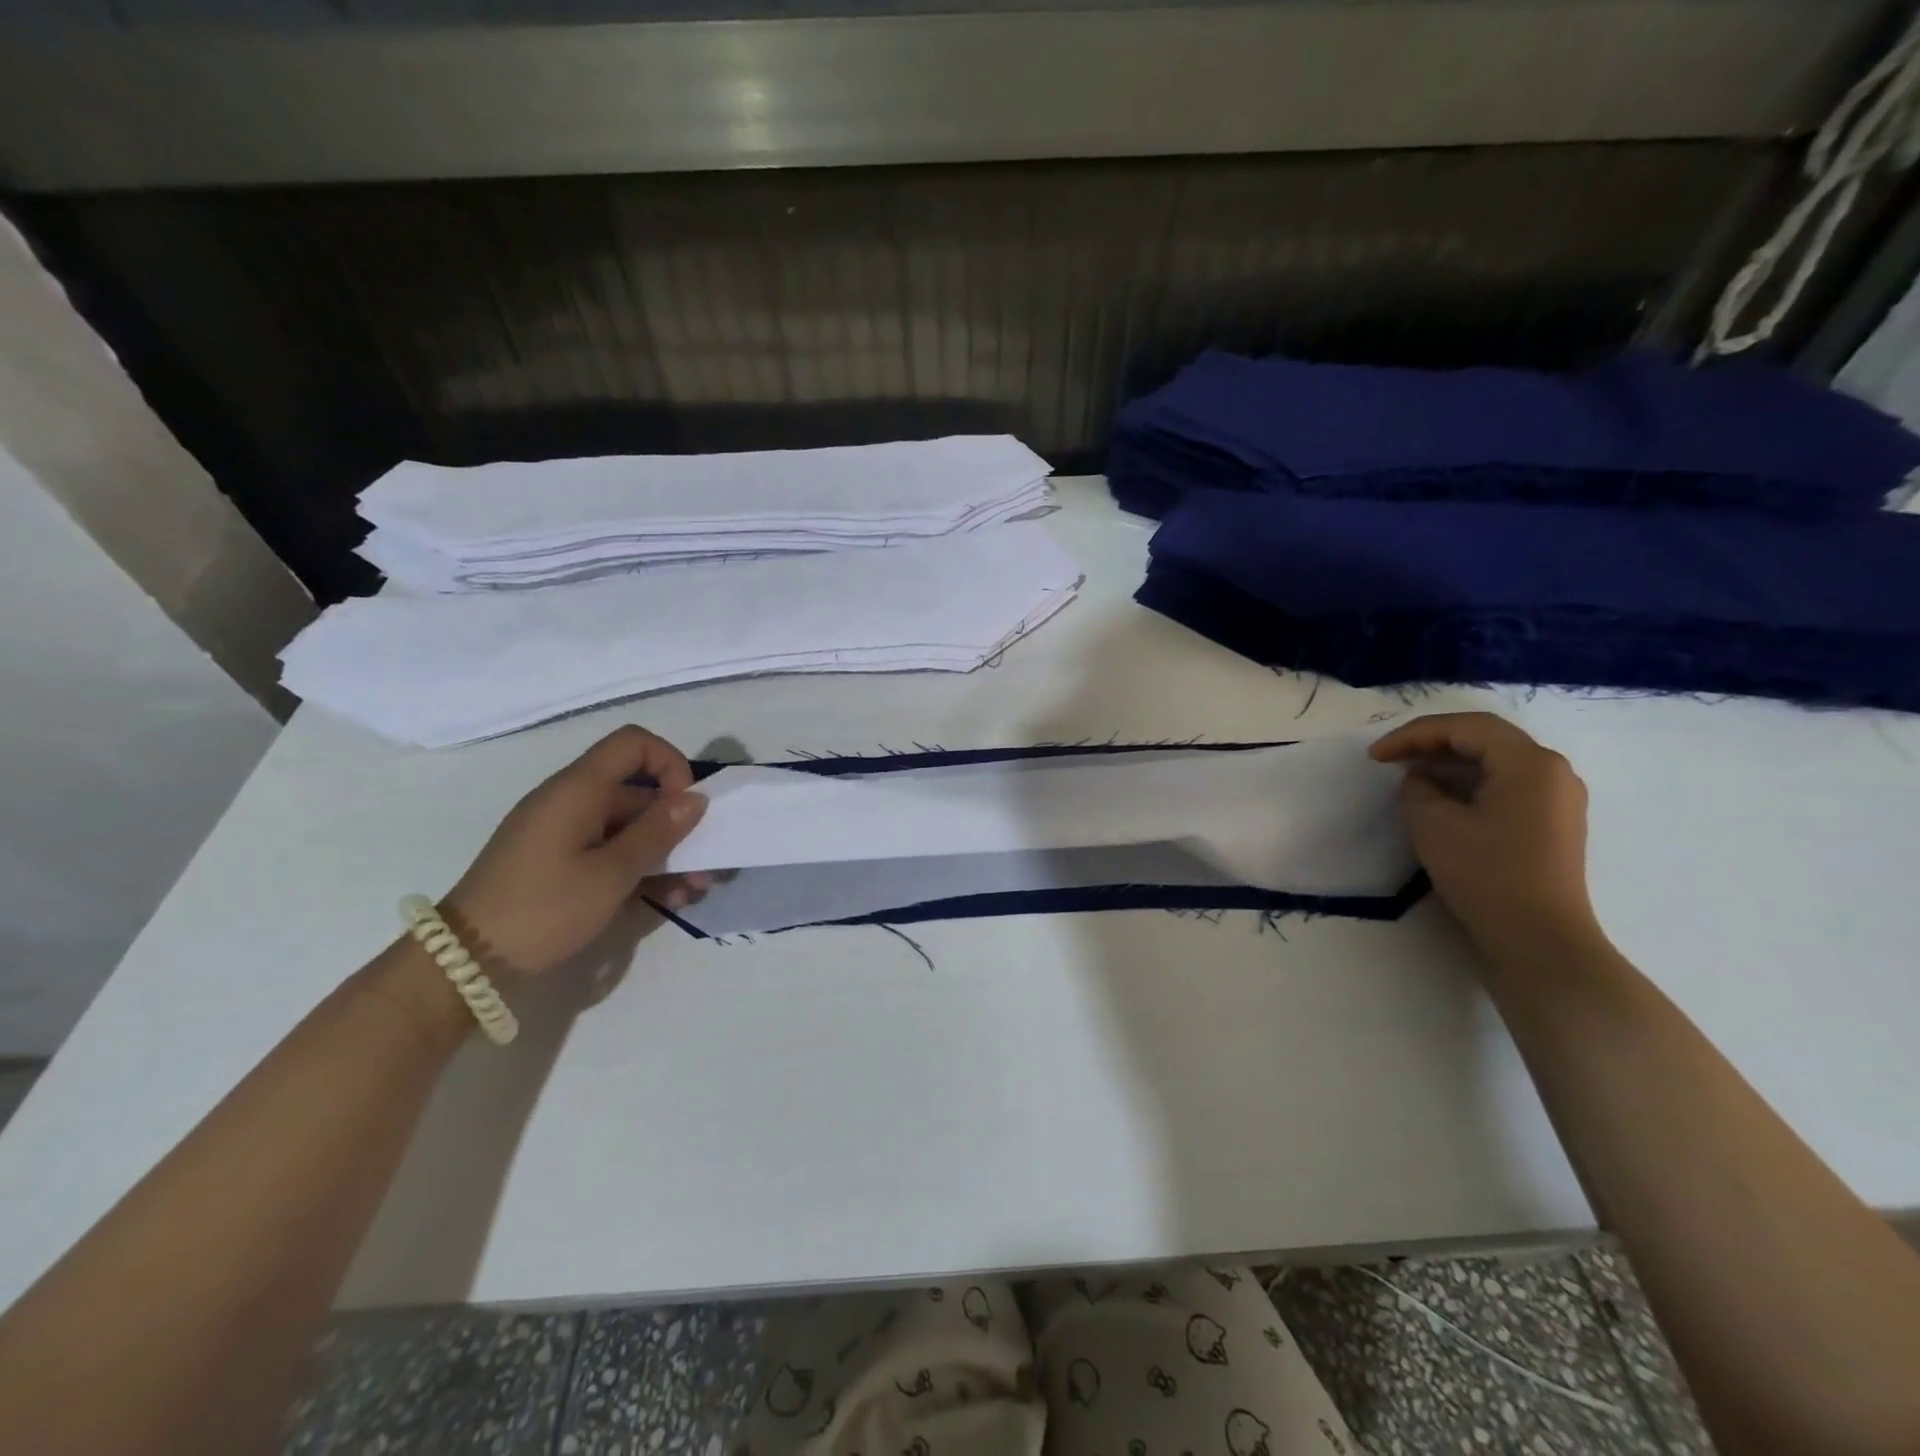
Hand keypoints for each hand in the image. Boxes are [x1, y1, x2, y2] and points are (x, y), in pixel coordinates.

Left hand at [443, 726, 708, 975]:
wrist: (465, 964)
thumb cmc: (543, 909)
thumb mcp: (611, 873)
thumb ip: (657, 832)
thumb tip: (696, 798)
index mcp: (579, 789)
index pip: (634, 744)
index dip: (670, 764)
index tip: (686, 807)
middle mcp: (573, 802)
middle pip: (639, 792)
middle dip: (678, 826)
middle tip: (706, 866)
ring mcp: (565, 834)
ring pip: (631, 828)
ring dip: (667, 855)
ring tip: (692, 894)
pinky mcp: (561, 862)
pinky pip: (611, 851)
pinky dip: (641, 870)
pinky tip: (667, 901)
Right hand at [1370, 712, 1598, 953]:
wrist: (1539, 940)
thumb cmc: (1486, 874)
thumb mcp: (1432, 823)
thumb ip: (1418, 787)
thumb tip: (1423, 779)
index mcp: (1530, 762)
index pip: (1465, 727)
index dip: (1413, 734)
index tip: (1375, 755)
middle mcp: (1553, 771)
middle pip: (1485, 738)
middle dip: (1432, 743)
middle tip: (1391, 758)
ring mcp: (1559, 798)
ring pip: (1496, 761)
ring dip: (1450, 763)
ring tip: (1410, 776)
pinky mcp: (1554, 823)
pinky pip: (1507, 785)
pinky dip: (1470, 783)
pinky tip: (1442, 799)